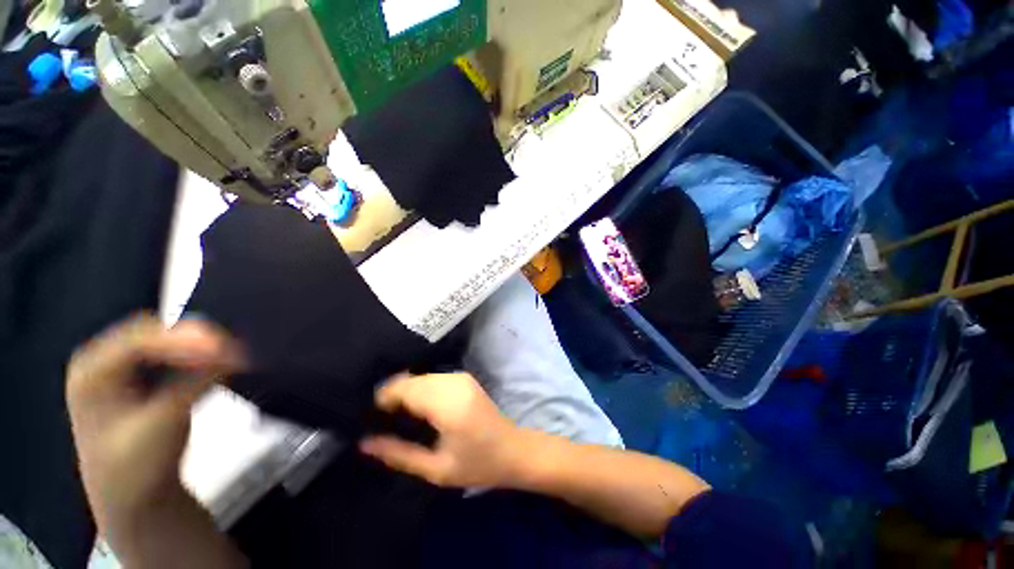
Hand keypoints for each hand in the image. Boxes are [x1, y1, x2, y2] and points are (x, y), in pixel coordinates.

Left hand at [67, 314, 245, 533]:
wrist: (133, 495)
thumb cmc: (137, 466)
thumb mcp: (165, 423)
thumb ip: (197, 382)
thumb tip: (236, 353)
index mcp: (91, 371)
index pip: (137, 341)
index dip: (181, 340)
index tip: (224, 347)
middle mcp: (102, 359)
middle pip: (152, 333)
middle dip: (193, 339)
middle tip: (231, 349)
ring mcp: (118, 365)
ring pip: (165, 340)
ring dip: (198, 347)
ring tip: (230, 357)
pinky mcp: (138, 374)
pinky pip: (171, 353)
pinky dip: (197, 356)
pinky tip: (217, 365)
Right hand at [360, 373, 525, 487]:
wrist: (513, 449)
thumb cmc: (477, 464)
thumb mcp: (436, 469)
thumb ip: (399, 454)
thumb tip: (364, 442)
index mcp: (447, 403)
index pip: (405, 388)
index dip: (383, 399)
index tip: (370, 418)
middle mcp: (453, 382)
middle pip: (411, 380)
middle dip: (393, 395)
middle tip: (381, 420)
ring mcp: (460, 376)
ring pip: (421, 377)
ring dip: (406, 391)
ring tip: (398, 416)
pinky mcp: (464, 377)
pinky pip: (433, 378)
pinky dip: (420, 389)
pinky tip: (418, 408)